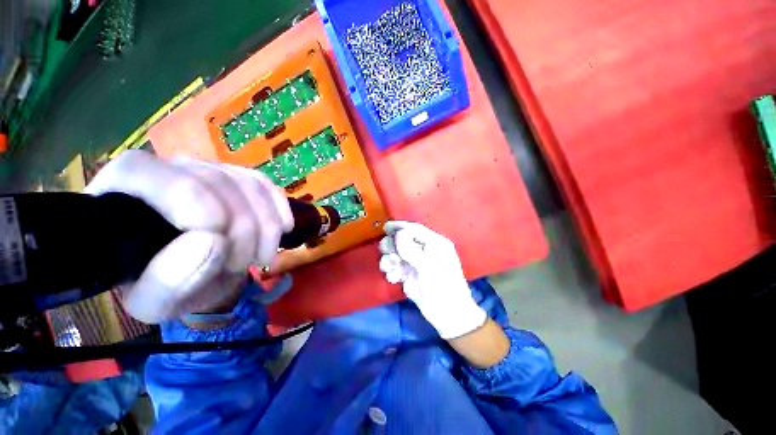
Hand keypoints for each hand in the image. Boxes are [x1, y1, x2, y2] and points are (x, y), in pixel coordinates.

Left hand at [86, 151, 292, 322]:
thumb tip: (212, 241)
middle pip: (220, 183)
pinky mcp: (236, 176)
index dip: (200, 206)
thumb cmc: (161, 284)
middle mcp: (167, 168)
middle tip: (244, 266)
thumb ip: (170, 280)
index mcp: (126, 192)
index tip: (222, 247)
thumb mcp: (155, 300)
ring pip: (249, 185)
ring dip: (267, 226)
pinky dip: (279, 207)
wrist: (187, 270)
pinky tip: (284, 228)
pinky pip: (265, 184)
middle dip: (244, 231)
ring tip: (262, 256)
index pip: (165, 178)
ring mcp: (207, 169)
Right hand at [378, 221, 486, 338]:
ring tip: (391, 269)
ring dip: (389, 259)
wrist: (446, 313)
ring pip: (396, 253)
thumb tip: (398, 234)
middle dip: (392, 245)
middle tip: (387, 252)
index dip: (400, 226)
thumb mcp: (427, 265)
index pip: (415, 229)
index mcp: (435, 243)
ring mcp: (416, 263)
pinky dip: (391, 271)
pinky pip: (395, 267)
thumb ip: (410, 248)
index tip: (386, 227)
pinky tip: (394, 278)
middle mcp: (424, 250)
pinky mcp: (409, 275)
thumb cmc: (441, 285)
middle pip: (403, 240)